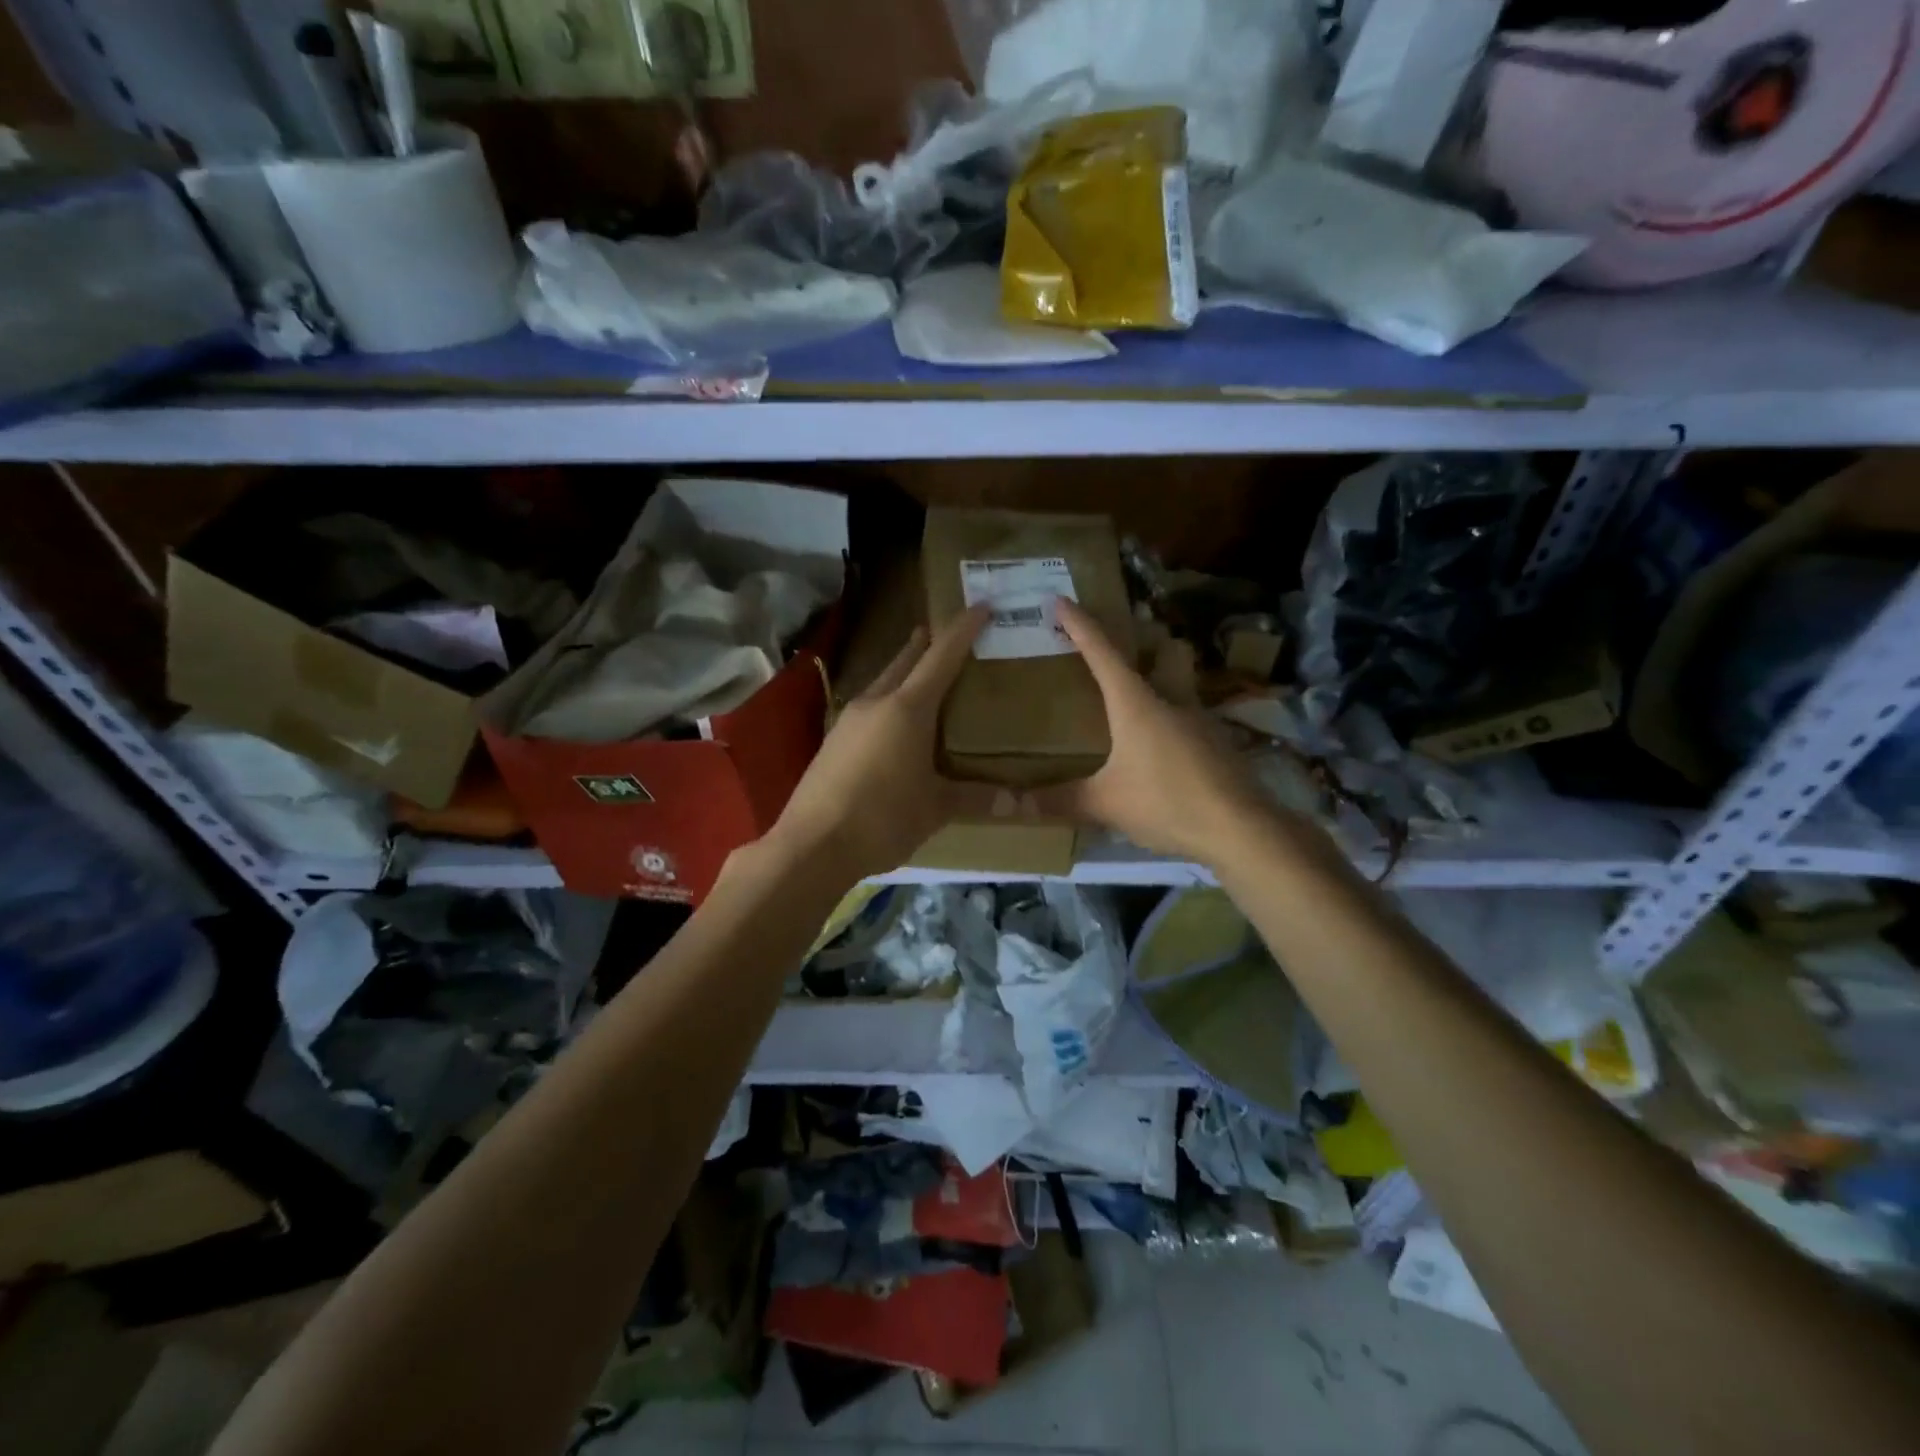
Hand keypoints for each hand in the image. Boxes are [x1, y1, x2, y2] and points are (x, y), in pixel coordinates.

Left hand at [765, 606, 998, 883]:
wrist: (812, 845)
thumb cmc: (883, 818)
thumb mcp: (936, 808)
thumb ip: (976, 798)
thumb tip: (1019, 801)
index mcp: (907, 709)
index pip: (941, 656)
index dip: (963, 629)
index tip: (981, 606)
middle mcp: (876, 703)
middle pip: (905, 661)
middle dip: (927, 644)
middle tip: (949, 635)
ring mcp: (849, 720)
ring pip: (883, 682)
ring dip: (904, 672)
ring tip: (925, 676)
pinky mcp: (833, 742)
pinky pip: (869, 707)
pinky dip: (889, 701)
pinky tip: (895, 723)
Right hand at [1031, 599, 1272, 864]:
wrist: (1240, 829)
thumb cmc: (1166, 802)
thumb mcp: (1106, 803)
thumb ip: (1061, 801)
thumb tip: (1016, 804)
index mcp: (1136, 703)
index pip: (1102, 652)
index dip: (1079, 624)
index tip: (1060, 601)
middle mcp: (1170, 699)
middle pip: (1160, 653)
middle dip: (1141, 641)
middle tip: (1116, 650)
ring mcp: (1200, 719)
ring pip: (1177, 684)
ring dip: (1157, 683)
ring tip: (1132, 707)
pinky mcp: (1216, 743)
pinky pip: (1187, 718)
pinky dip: (1170, 720)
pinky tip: (1159, 749)